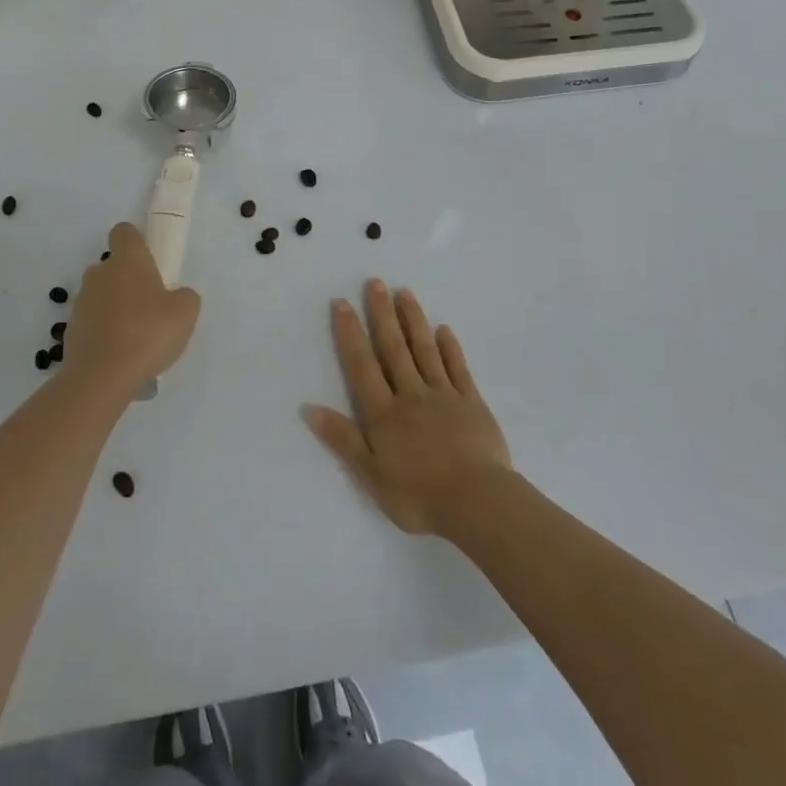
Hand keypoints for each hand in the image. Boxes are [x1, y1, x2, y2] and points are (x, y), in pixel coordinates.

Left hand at [61, 223, 201, 400]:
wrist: (101, 377)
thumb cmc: (147, 333)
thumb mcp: (185, 313)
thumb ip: (184, 297)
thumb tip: (176, 297)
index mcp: (127, 260)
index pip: (124, 232)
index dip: (136, 242)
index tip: (150, 260)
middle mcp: (99, 273)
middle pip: (113, 266)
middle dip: (129, 281)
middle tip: (151, 306)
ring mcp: (81, 302)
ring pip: (102, 295)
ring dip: (116, 308)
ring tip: (137, 337)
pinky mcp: (71, 330)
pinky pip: (94, 322)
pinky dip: (105, 332)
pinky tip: (121, 355)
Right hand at [302, 280, 510, 534]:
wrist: (477, 503)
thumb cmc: (418, 495)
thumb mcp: (371, 475)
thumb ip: (342, 439)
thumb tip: (308, 408)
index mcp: (384, 413)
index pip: (362, 365)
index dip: (350, 333)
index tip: (342, 303)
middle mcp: (410, 394)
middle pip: (393, 348)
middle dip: (382, 314)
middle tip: (375, 282)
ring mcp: (443, 395)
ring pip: (424, 350)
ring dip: (413, 320)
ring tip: (404, 292)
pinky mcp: (472, 403)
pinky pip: (458, 368)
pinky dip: (449, 347)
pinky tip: (444, 329)